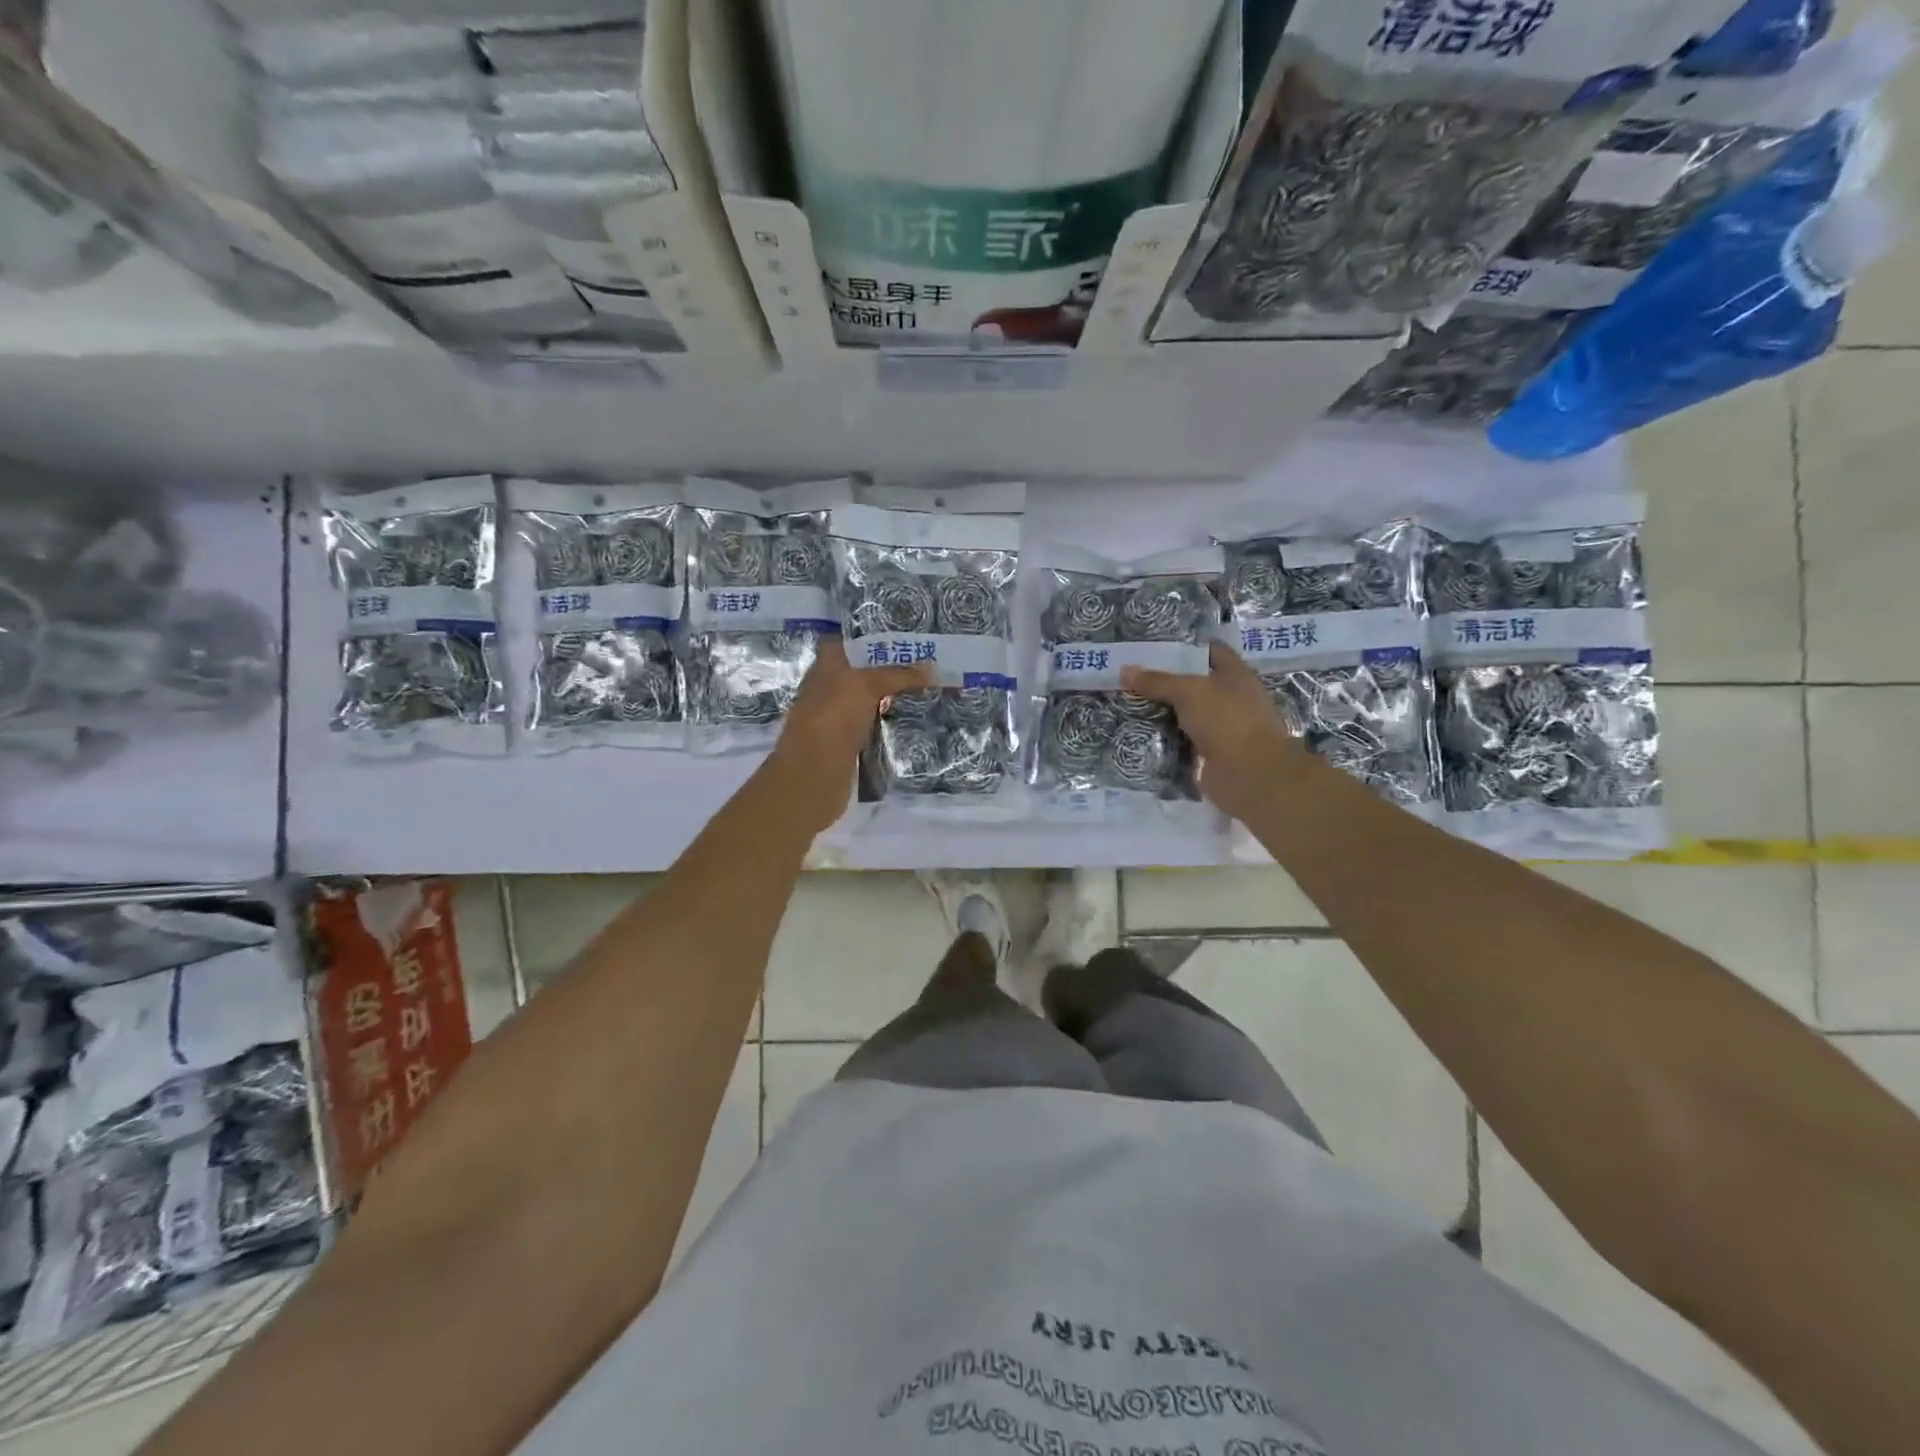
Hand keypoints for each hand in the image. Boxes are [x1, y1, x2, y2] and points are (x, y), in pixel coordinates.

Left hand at [769, 638, 931, 833]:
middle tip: (929, 662)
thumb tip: (932, 668)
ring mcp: (837, 717)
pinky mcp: (848, 743)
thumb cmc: (833, 719)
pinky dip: (890, 721)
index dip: (875, 636)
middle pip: (864, 670)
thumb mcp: (866, 685)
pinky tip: (913, 719)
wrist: (813, 777)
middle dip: (892, 667)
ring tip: (929, 687)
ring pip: (870, 699)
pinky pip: (874, 725)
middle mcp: (830, 687)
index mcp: (826, 666)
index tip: (908, 636)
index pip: (851, 641)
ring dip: (894, 696)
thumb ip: (898, 674)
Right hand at [1122, 642, 1312, 823]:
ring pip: (1187, 715)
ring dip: (1163, 712)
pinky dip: (1165, 739)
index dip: (1186, 647)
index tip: (1154, 649)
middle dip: (1167, 682)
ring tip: (1130, 703)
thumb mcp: (1188, 691)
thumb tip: (1124, 670)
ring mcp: (1223, 729)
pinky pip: (1182, 741)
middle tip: (1133, 677)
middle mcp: (1232, 699)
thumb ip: (1157, 681)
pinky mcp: (1211, 755)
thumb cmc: (1226, 720)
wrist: (1249, 774)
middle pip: (1196, 684)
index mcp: (1236, 675)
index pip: (1212, 651)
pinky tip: (1140, 732)